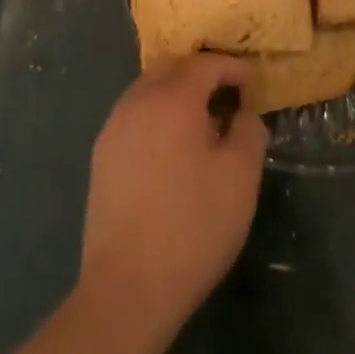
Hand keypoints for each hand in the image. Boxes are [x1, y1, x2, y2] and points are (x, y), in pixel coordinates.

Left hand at [75, 54, 267, 348]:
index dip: (233, 67)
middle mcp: (139, 100)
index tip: (252, 83)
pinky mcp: (102, 155)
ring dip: (177, 93)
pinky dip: (157, 115)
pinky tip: (171, 148)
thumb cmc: (192, 227)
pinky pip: (134, 115)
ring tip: (201, 122)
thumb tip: (243, 115)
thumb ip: (249, 132)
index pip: (206, 64)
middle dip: (202, 73)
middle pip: (173, 68)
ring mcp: (115, 127)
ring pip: (150, 89)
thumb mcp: (241, 179)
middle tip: (227, 95)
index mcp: (174, 98)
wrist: (126, 289)